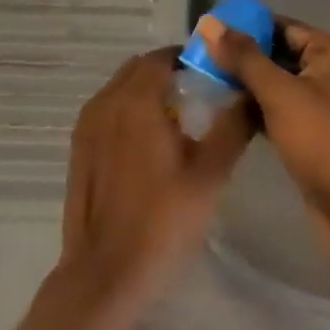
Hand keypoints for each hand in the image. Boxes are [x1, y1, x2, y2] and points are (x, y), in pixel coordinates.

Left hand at [60, 48, 253, 308]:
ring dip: (146, 91)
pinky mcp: (78, 147)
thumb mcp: (210, 174)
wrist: (106, 272)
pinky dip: (127, 111)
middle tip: (198, 96)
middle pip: (139, 68)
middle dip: (167, 72)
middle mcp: (106, 101)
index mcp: (136, 99)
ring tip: (176, 121)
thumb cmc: (162, 220)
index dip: (189, 59)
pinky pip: (107, 110)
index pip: (163, 57)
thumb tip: (251, 93)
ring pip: (121, 88)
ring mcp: (87, 124)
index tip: (213, 74)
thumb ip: (233, 126)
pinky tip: (147, 145)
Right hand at [200, 16, 329, 265]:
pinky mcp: (318, 132)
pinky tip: (229, 110)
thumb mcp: (279, 94)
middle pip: (281, 53)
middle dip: (244, 57)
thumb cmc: (322, 141)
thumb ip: (244, 57)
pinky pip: (283, 108)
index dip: (246, 26)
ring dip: (249, 84)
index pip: (283, 26)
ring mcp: (328, 104)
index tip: (210, 32)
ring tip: (209, 81)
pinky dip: (259, 107)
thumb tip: (210, 23)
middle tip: (204, 58)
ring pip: (280, 83)